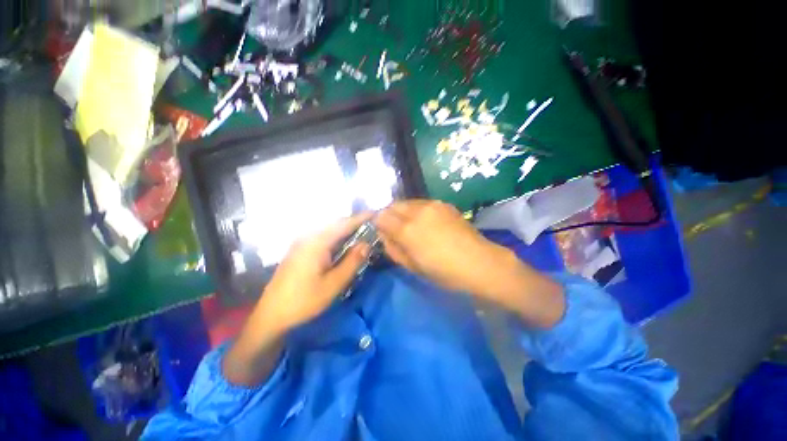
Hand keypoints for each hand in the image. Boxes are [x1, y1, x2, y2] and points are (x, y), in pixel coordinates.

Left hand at [224, 213, 370, 385]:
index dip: (361, 217)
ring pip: (329, 230)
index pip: (344, 224)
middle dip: (355, 222)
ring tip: (362, 233)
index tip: (377, 213)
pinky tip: (343, 244)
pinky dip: (337, 237)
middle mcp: (308, 236)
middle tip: (372, 225)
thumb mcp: (334, 284)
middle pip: (336, 224)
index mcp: (317, 242)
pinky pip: (323, 237)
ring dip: (346, 230)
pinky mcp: (299, 249)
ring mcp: (302, 242)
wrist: (271, 315)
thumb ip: (352, 262)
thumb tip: (367, 244)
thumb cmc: (304, 301)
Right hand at [375, 200, 563, 327]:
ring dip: (403, 211)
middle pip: (393, 205)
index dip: (378, 222)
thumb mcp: (412, 266)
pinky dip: (416, 210)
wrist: (479, 262)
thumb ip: (393, 248)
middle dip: (389, 214)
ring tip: (410, 226)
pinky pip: (422, 203)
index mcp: (408, 230)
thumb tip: (383, 235)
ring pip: (407, 202)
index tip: (381, 230)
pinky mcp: (443, 204)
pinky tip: (425, 222)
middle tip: (393, 228)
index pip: (381, 216)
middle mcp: (418, 211)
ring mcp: (432, 205)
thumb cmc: (444, 272)